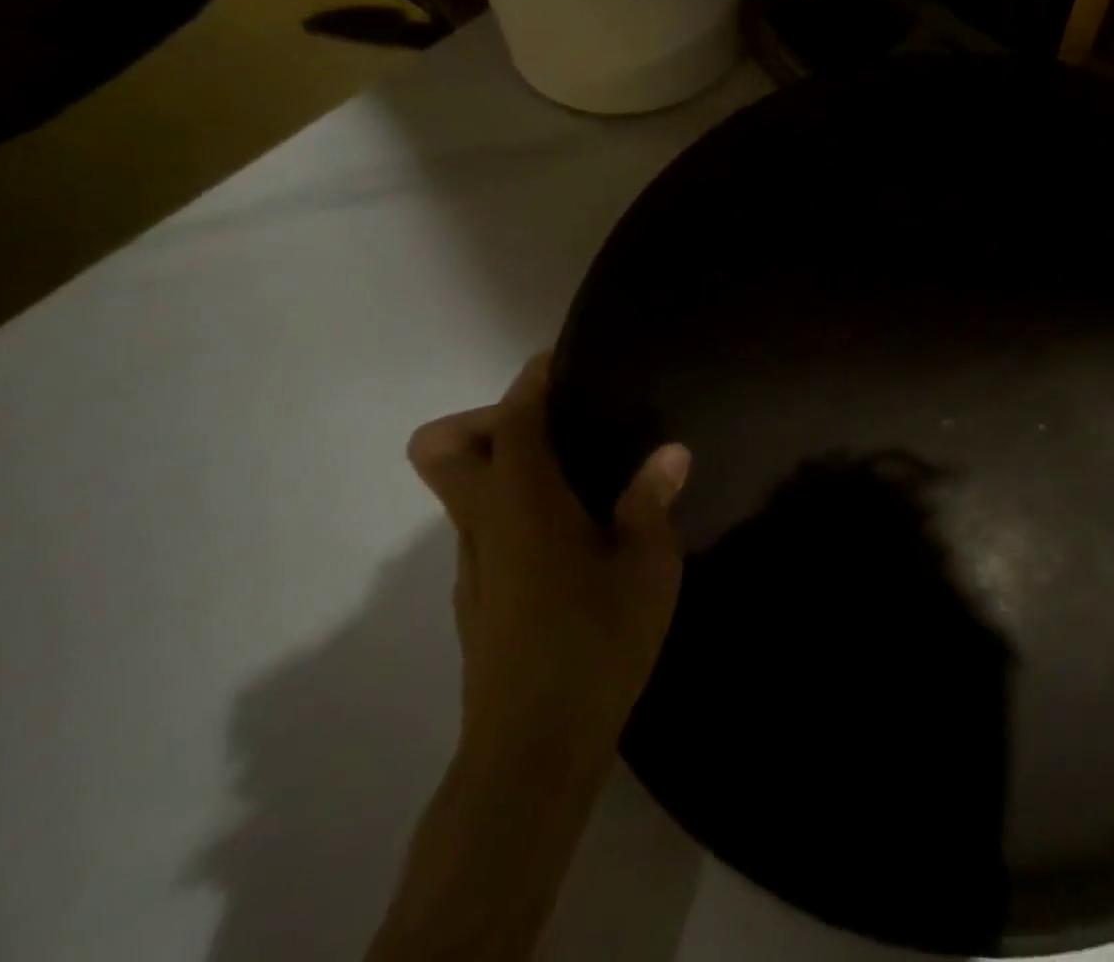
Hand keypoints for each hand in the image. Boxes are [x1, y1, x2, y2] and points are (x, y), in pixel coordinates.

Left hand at [371, 358, 690, 961]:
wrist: (532, 752)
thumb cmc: (596, 644)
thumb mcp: (647, 568)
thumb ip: (652, 502)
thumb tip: (671, 451)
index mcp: (524, 505)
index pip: (510, 421)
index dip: (530, 382)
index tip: (558, 361)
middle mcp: (483, 525)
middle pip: (442, 449)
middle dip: (484, 419)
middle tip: (554, 424)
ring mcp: (472, 565)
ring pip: (461, 489)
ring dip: (501, 463)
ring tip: (576, 473)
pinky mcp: (476, 598)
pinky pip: (481, 525)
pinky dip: (512, 506)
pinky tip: (571, 534)